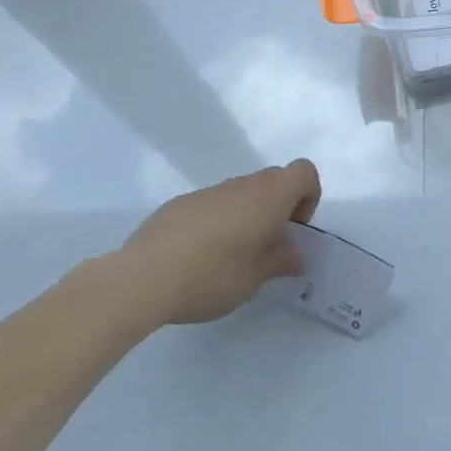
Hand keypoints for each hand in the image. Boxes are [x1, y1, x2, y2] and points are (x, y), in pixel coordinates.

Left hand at [116, 160, 318, 325]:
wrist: (142, 278)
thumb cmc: (211, 276)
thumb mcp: (254, 279)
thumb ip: (280, 261)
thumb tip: (295, 255)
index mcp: (267, 198)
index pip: (304, 171)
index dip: (308, 195)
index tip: (294, 228)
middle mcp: (241, 186)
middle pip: (275, 179)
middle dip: (281, 206)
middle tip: (269, 244)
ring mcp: (208, 192)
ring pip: (242, 191)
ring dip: (249, 214)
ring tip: (233, 255)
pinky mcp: (181, 203)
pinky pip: (214, 203)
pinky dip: (220, 220)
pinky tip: (200, 256)